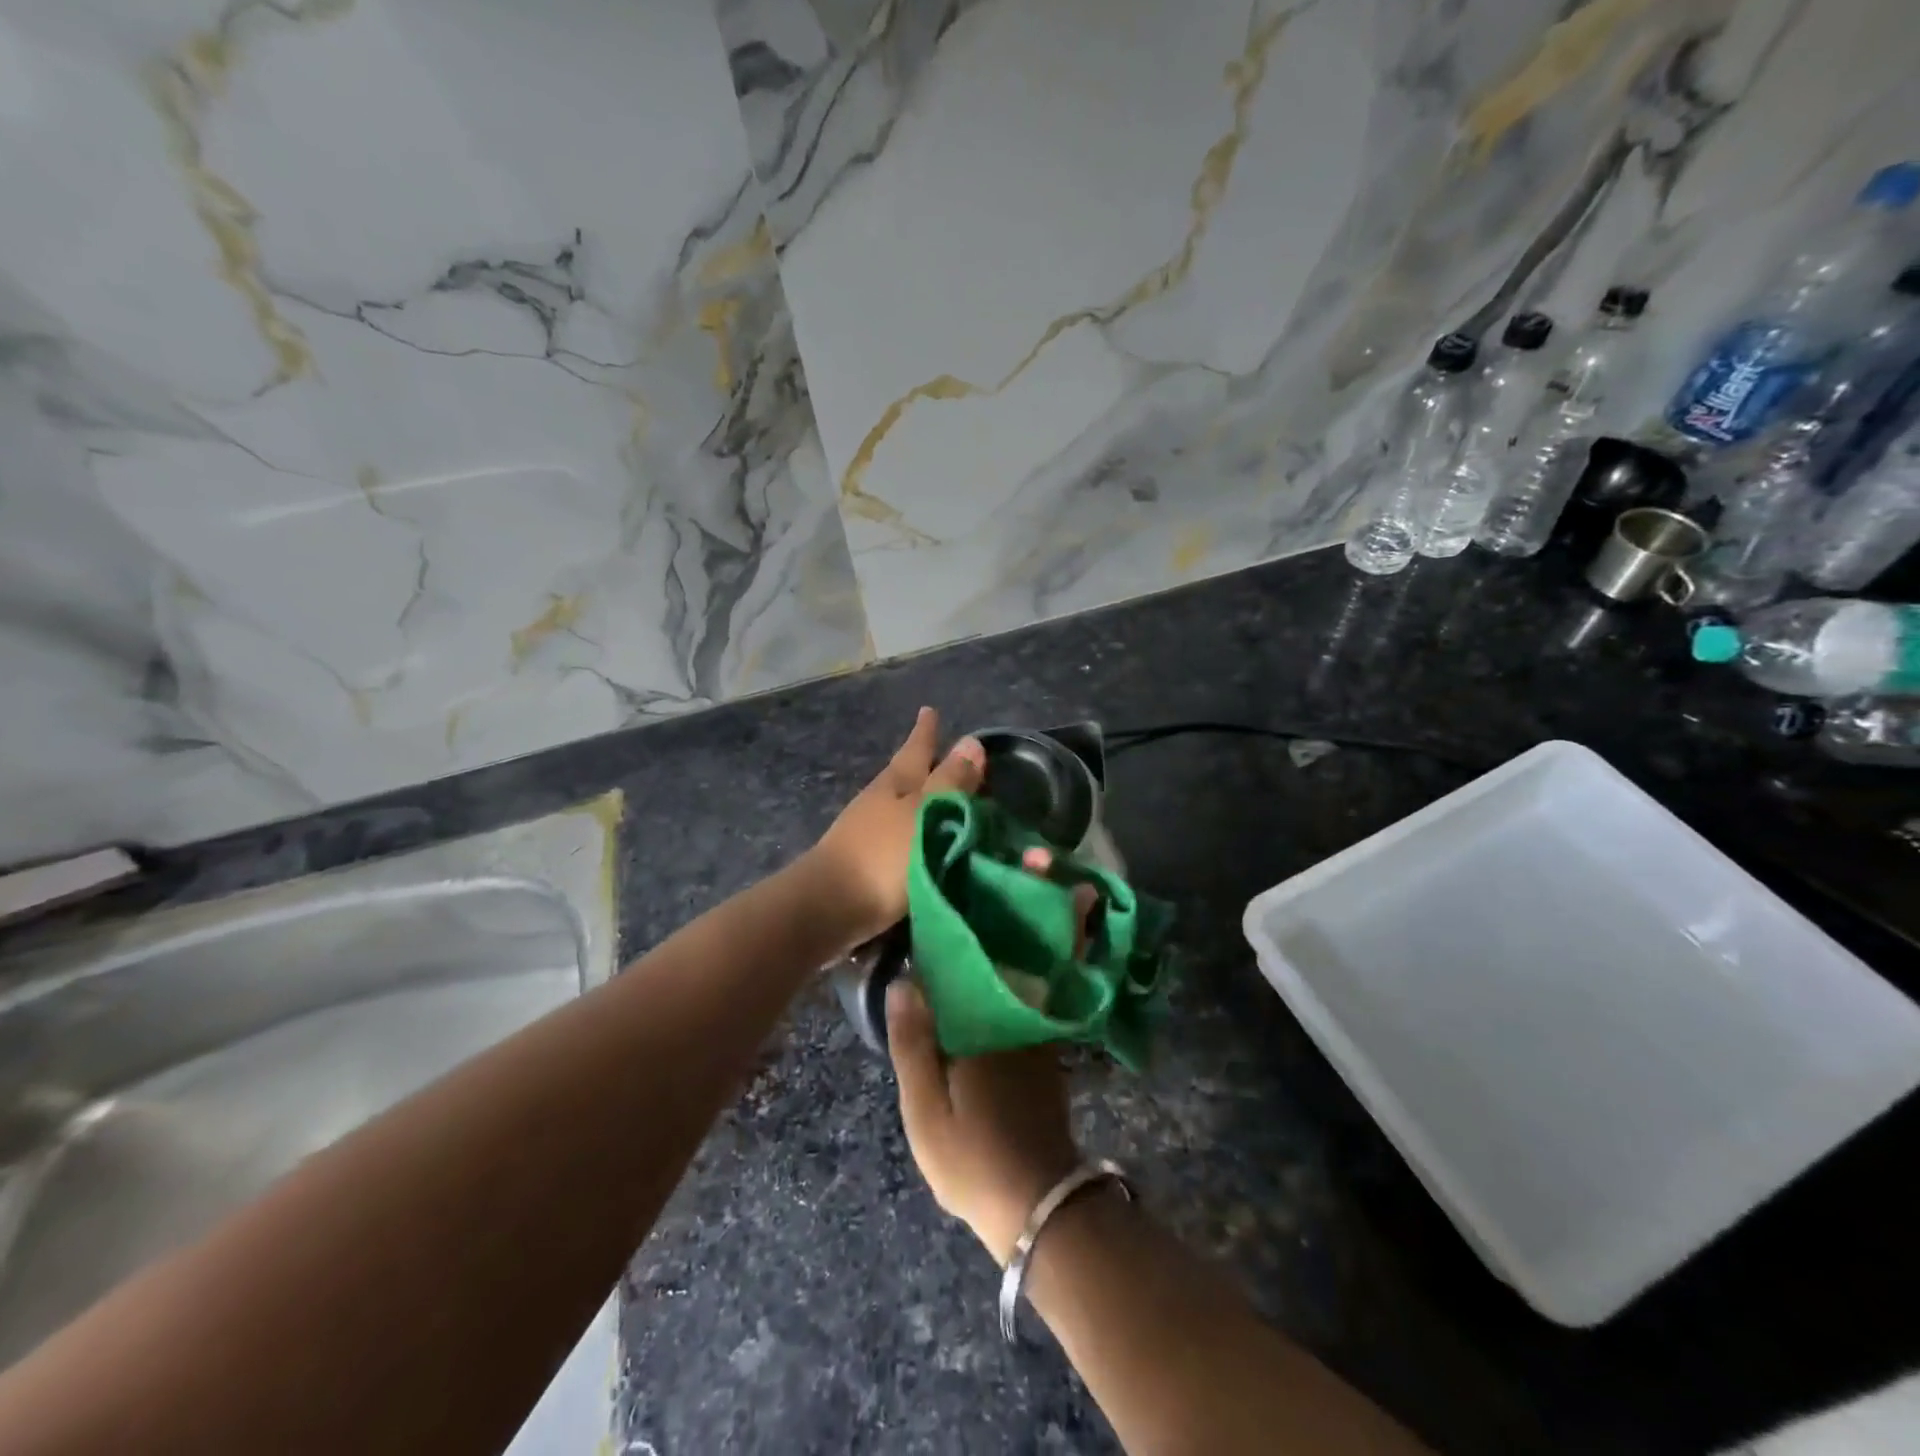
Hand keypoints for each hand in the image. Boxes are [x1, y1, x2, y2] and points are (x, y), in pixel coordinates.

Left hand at [806, 707, 984, 947]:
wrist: (828, 908)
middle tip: (944, 753)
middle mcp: (878, 801)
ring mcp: (865, 832)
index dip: (926, 732)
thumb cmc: (883, 856)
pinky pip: (897, 836)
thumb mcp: (926, 814)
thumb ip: (951, 783)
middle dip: (924, 764)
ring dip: (920, 800)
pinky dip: (914, 831)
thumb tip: (972, 741)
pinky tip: (924, 841)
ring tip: (941, 800)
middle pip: (904, 775)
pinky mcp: (863, 863)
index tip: (929, 709)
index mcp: (895, 783)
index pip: (916, 749)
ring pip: (900, 805)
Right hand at [885, 863, 1097, 1263]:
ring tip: (1034, 886)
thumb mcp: (926, 1109)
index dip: (989, 908)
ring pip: (1039, 965)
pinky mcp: (1048, 1048)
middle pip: (1025, 947)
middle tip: (1032, 858)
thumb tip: (904, 981)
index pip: (983, 952)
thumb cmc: (973, 1157)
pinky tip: (1025, 948)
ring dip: (1043, 924)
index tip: (995, 866)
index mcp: (986, 1023)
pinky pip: (1044, 988)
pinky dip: (1043, 960)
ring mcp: (1040, 1031)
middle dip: (1035, 901)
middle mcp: (1020, 1015)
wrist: (1036, 1205)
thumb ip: (913, 1044)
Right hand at [886, 981, 1080, 1264]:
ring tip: (948, 1014)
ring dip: (977, 1002)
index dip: (933, 968)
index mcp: (981, 1026)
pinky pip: (1017, 1024)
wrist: (1040, 1207)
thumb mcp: (925, 1108)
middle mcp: (1014, 1023)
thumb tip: (903, 981)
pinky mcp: (1048, 1064)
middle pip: (981, 985)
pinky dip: (997, 1024)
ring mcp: (1036, 1043)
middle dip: (955, 984)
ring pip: (1000, 1004)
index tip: (913, 968)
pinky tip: (979, 1042)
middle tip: (926, 997)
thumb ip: (912, 1043)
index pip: (955, 974)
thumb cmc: (972, 1158)